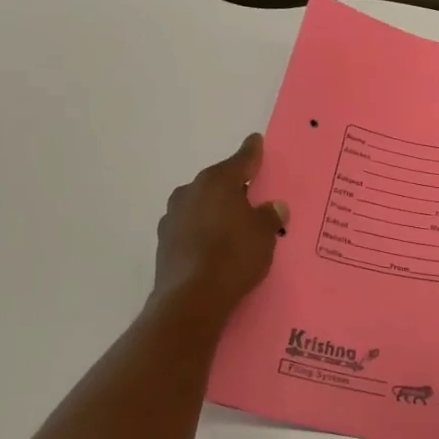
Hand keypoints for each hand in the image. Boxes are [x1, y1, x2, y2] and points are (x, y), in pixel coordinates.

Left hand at [151, 135, 288, 319]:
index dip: (252, 152)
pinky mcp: (164, 243)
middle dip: (233, 189)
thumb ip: (269, 216)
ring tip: (234, 228)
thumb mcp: (264, 234)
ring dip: (215, 212)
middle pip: (218, 184)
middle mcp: (191, 192)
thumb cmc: (234, 255)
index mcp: (217, 181)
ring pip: (201, 206)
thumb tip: (274, 207)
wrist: (192, 298)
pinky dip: (203, 233)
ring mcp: (172, 217)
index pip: (241, 160)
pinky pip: (191, 229)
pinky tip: (215, 248)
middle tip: (252, 197)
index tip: (255, 141)